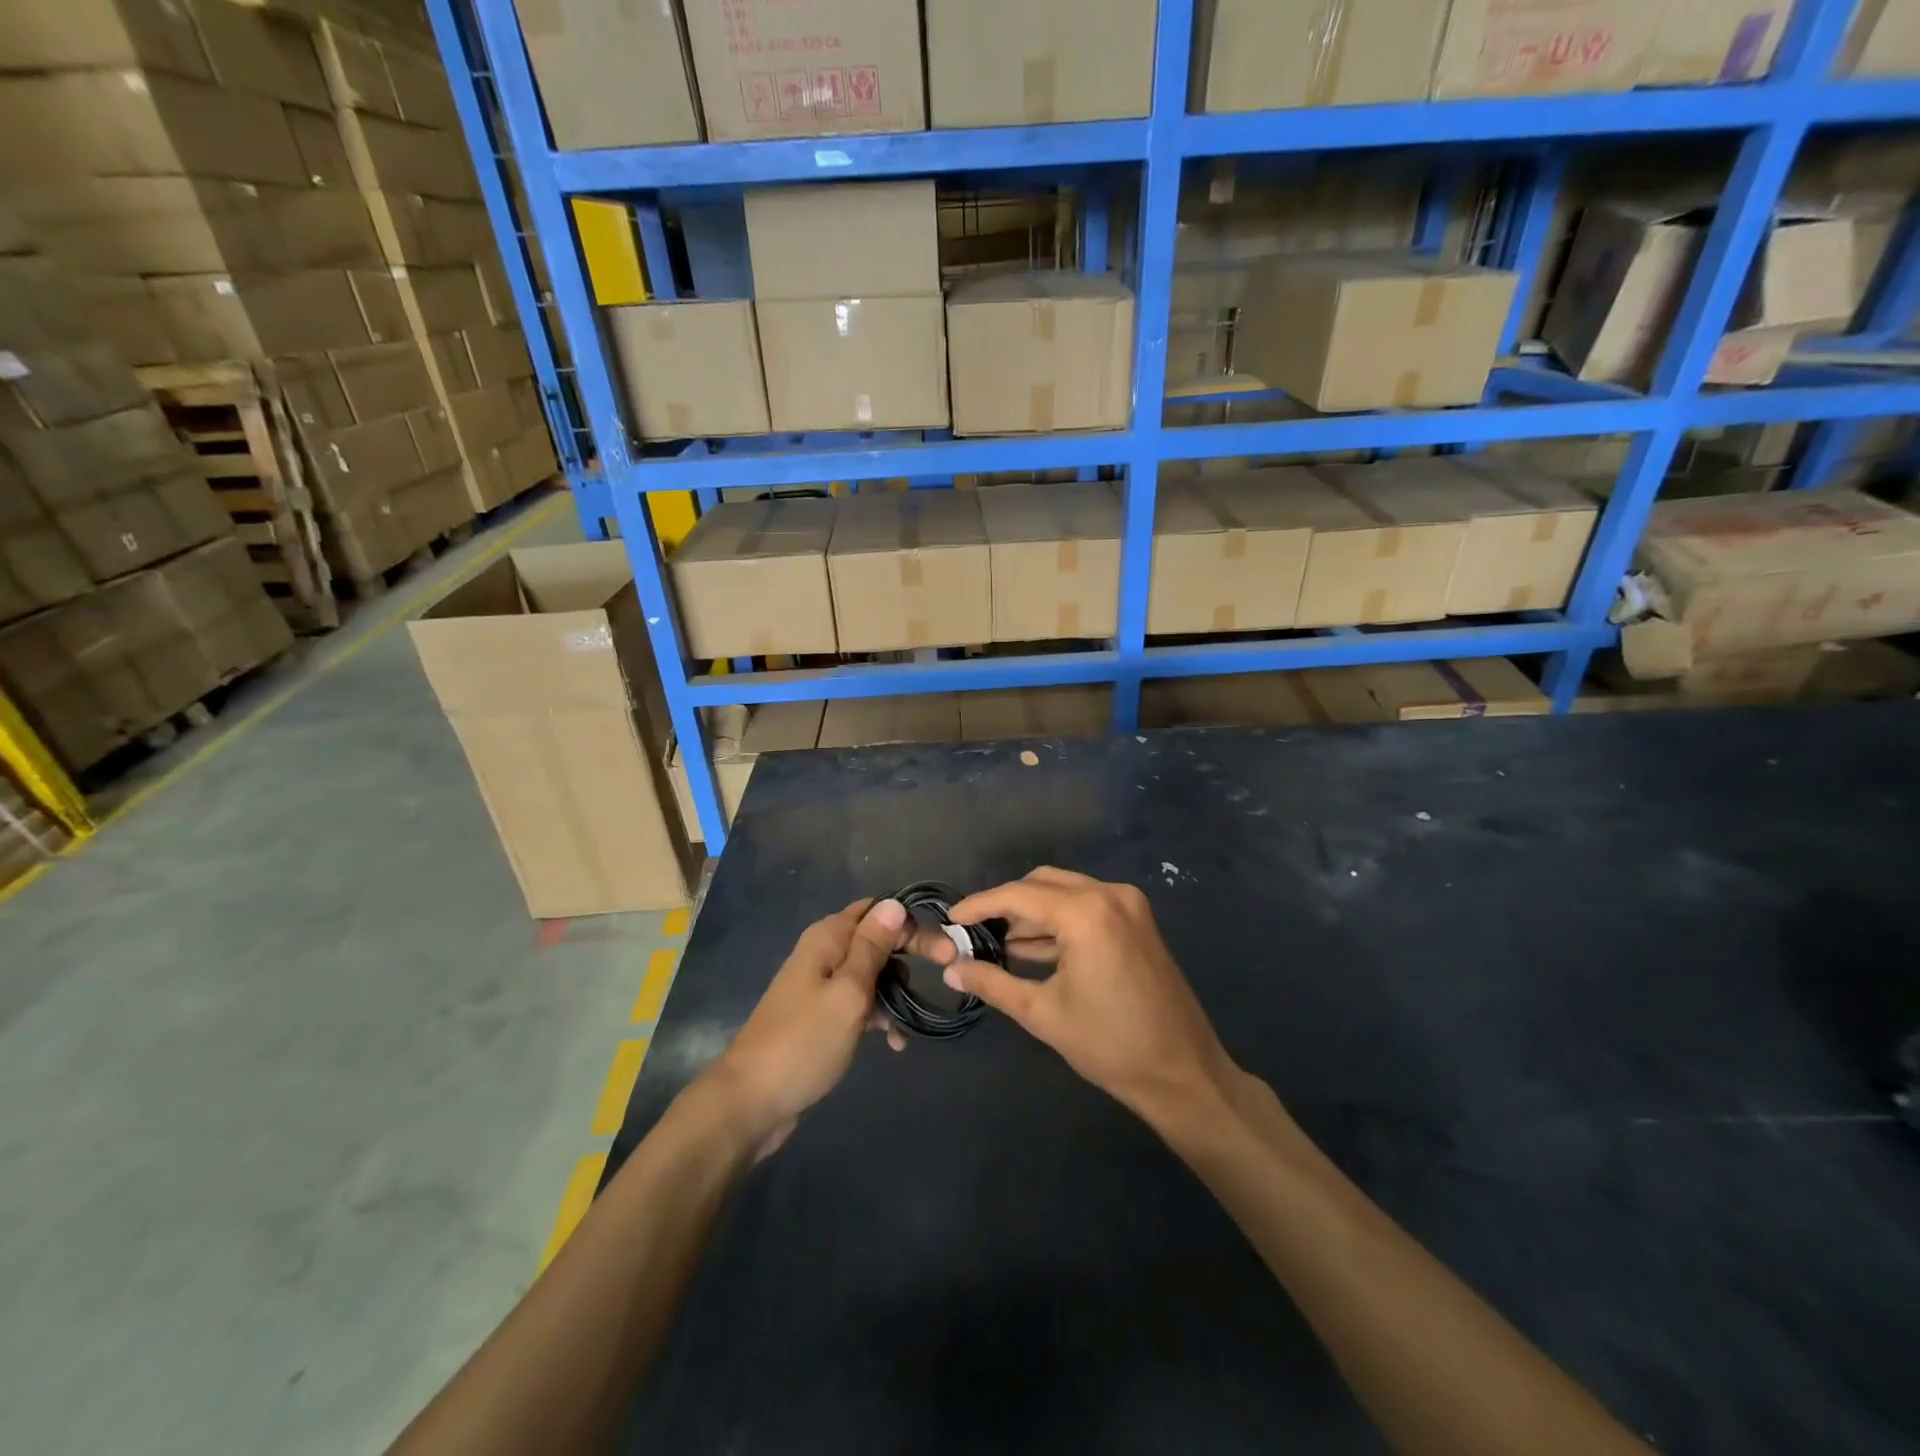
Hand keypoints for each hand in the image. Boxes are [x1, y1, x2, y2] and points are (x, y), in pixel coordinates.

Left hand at [701, 898, 922, 1156]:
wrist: (752, 1101)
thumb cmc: (805, 1041)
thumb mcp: (848, 992)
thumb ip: (872, 947)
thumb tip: (894, 903)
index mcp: (828, 937)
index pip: (879, 911)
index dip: (912, 925)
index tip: (946, 950)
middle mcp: (824, 952)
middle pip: (877, 940)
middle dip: (910, 956)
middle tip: (946, 972)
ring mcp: (820, 985)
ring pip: (871, 974)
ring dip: (895, 991)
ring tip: (913, 1020)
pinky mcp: (820, 1015)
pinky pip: (858, 1003)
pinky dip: (878, 1016)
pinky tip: (894, 1043)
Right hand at [935, 868, 1240, 1127]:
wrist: (1183, 1073)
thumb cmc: (1109, 1045)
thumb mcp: (1042, 1013)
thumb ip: (992, 982)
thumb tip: (950, 968)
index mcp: (1085, 913)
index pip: (1018, 895)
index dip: (979, 905)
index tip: (950, 920)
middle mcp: (1108, 894)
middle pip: (1041, 884)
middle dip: (1005, 905)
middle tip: (974, 933)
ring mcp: (1128, 904)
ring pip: (1064, 892)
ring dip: (1032, 913)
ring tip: (997, 944)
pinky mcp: (1137, 920)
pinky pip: (1086, 906)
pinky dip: (1058, 921)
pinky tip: (1033, 949)